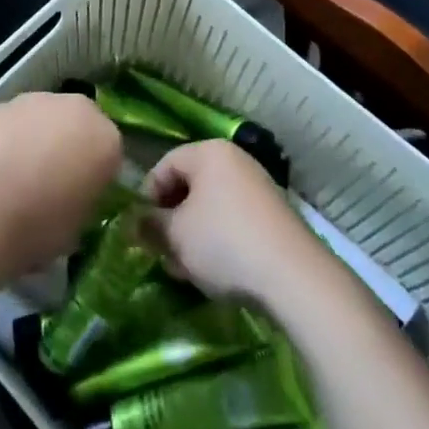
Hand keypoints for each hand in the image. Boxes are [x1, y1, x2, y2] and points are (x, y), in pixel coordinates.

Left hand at [0, 91, 121, 273]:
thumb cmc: (40, 226)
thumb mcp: (78, 227)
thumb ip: (84, 201)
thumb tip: (74, 198)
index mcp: (106, 139)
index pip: (111, 152)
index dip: (96, 175)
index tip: (82, 196)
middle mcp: (76, 108)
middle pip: (78, 125)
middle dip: (69, 146)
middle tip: (53, 182)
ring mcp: (35, 101)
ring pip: (44, 118)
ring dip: (38, 138)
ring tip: (18, 176)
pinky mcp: (0, 105)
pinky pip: (13, 123)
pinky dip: (8, 138)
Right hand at [144, 139, 326, 305]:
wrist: (293, 276)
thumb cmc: (223, 242)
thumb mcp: (176, 235)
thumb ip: (150, 224)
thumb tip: (136, 222)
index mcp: (209, 152)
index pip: (165, 164)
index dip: (147, 196)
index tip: (141, 229)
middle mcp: (235, 160)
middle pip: (190, 185)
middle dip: (171, 219)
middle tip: (162, 251)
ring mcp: (258, 187)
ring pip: (211, 207)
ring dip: (193, 234)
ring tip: (186, 269)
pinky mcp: (273, 216)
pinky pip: (234, 220)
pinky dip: (219, 241)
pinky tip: (214, 272)